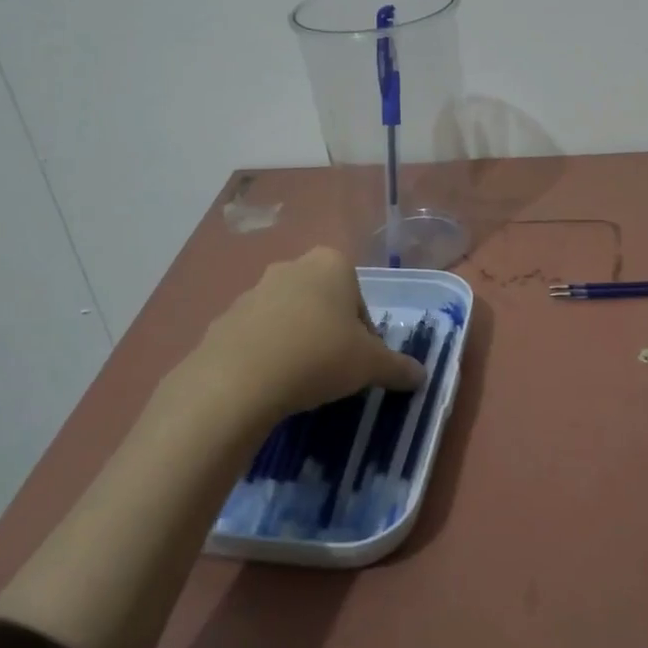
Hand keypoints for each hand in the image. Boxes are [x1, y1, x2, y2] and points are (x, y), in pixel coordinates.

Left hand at [184, 247, 425, 425]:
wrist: (239, 379)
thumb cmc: (319, 356)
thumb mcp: (371, 365)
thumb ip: (398, 367)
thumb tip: (422, 376)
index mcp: (331, 264)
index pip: (359, 300)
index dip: (365, 335)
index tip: (359, 363)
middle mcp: (291, 266)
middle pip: (323, 304)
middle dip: (330, 333)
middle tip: (333, 371)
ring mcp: (253, 290)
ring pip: (289, 318)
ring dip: (298, 342)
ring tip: (300, 381)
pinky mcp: (224, 317)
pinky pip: (257, 336)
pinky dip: (267, 354)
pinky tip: (270, 383)